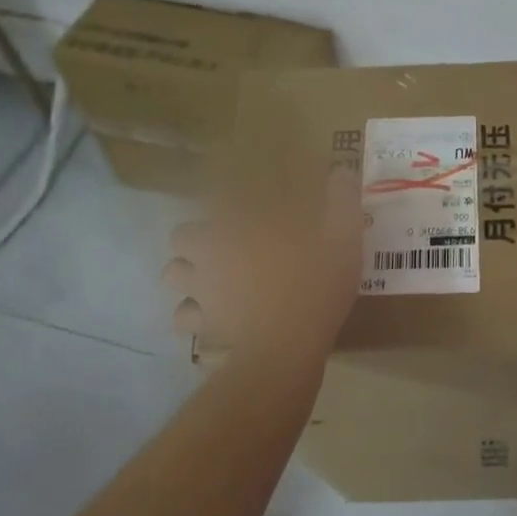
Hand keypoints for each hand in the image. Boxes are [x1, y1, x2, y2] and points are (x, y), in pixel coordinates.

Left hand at [162, 168, 363, 361]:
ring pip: (174, 274)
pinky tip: (215, 314)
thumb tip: (342, 171)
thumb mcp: (343, 235)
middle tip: (226, 243)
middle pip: (182, 236)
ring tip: (214, 277)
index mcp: (239, 222)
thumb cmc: (315, 282)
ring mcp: (202, 289)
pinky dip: (194, 314)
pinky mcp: (204, 323)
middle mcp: (210, 250)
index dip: (225, 197)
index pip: (215, 197)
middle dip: (197, 238)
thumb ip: (342, 200)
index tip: (243, 202)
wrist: (290, 344)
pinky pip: (184, 316)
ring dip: (188, 273)